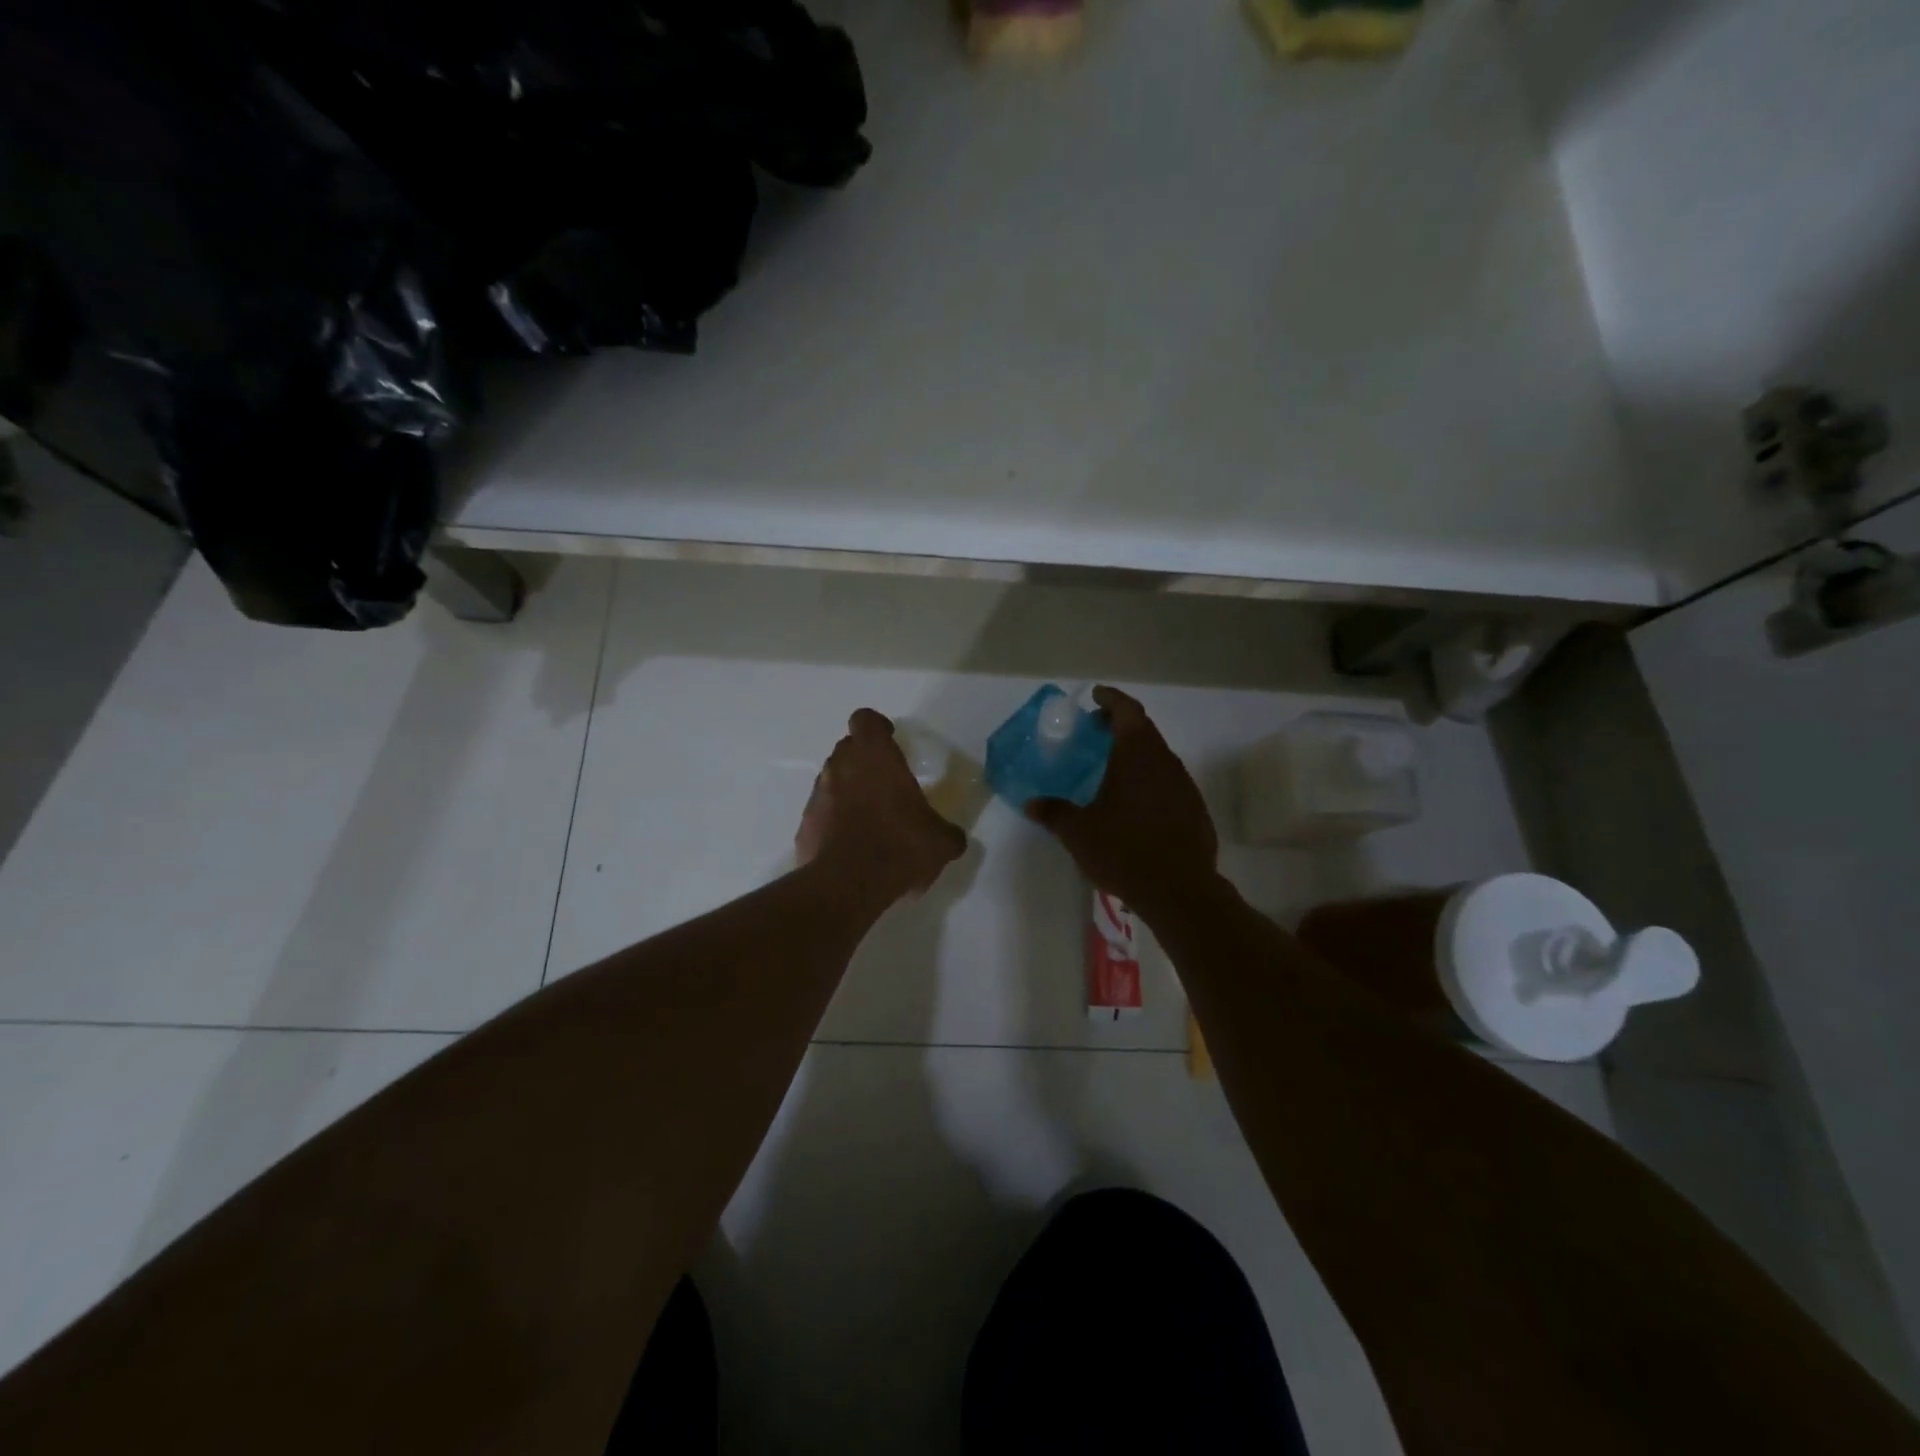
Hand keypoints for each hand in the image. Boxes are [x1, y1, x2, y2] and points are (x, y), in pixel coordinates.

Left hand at [797, 709, 966, 901]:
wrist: (848, 884)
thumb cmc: (899, 845)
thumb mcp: (940, 841)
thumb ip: (948, 832)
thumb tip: (953, 837)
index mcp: (874, 756)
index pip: (866, 719)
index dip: (877, 727)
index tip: (891, 740)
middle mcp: (841, 766)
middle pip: (848, 747)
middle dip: (864, 758)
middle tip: (885, 781)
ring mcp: (818, 795)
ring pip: (832, 779)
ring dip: (848, 789)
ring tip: (870, 816)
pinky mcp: (805, 825)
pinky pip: (822, 813)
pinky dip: (834, 820)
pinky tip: (851, 843)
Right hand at [1026, 686, 1220, 917]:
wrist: (1179, 890)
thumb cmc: (1124, 851)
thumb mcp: (1078, 833)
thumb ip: (1054, 813)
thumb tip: (1030, 804)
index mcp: (1136, 755)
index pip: (1127, 711)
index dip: (1111, 699)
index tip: (1095, 696)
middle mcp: (1164, 761)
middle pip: (1144, 729)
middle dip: (1120, 724)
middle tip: (1096, 730)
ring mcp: (1184, 784)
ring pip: (1158, 755)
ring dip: (1136, 752)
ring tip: (1112, 766)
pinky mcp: (1194, 808)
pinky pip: (1169, 780)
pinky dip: (1150, 777)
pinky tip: (1135, 801)